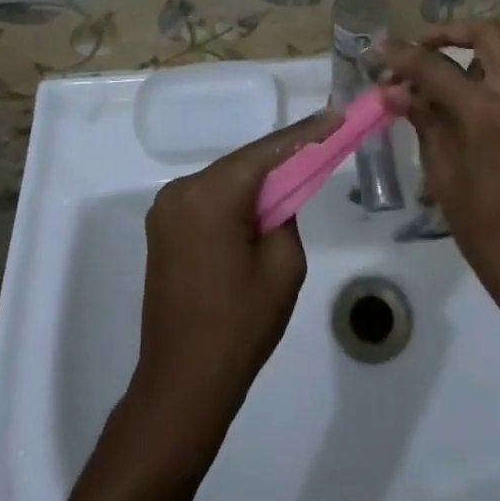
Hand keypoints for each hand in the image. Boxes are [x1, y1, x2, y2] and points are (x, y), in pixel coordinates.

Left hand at [129, 114, 338, 454]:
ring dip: (258, 182)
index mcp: (211, 194)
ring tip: (296, 181)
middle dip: (282, 159)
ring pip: (226, 181)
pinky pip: (209, 200)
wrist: (182, 384)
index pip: (267, 152)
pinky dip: (236, 200)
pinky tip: (259, 210)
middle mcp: (182, 189)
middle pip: (244, 163)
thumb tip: (278, 195)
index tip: (336, 115)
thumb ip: (286, 213)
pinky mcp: (163, 228)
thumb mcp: (283, 265)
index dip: (305, 133)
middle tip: (322, 145)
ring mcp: (167, 208)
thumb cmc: (240, 326)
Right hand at [381, 21, 499, 376]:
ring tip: (447, 71)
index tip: (377, 50)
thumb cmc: (491, 235)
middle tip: (420, 49)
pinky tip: (474, 97)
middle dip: (450, 32)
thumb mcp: (446, 178)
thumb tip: (394, 90)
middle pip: (489, 33)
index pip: (436, 67)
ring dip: (480, 47)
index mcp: (490, 112)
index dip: (402, 55)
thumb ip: (424, 123)